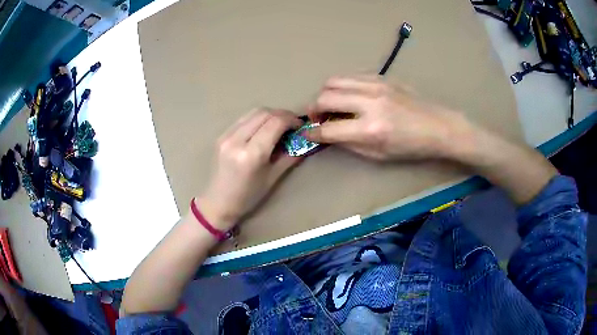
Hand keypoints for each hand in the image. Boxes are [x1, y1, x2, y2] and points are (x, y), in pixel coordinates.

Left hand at [197, 108, 302, 229]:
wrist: (218, 202)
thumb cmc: (248, 196)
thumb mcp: (273, 178)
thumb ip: (290, 156)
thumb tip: (304, 140)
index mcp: (251, 154)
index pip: (275, 123)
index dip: (291, 120)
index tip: (300, 126)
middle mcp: (236, 140)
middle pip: (264, 113)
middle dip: (282, 114)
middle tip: (292, 124)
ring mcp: (226, 136)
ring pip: (253, 112)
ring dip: (270, 114)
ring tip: (279, 125)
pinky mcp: (221, 135)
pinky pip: (243, 119)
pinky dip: (257, 119)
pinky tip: (263, 129)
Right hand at [304, 75, 471, 160]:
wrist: (439, 126)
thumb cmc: (412, 147)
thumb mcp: (379, 155)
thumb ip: (350, 144)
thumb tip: (329, 135)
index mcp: (371, 130)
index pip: (328, 129)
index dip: (313, 132)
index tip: (309, 133)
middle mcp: (370, 103)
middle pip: (325, 97)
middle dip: (314, 109)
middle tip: (319, 118)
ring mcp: (376, 85)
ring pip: (334, 80)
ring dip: (325, 93)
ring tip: (331, 104)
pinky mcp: (382, 77)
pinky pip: (351, 76)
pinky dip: (343, 85)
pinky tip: (349, 95)